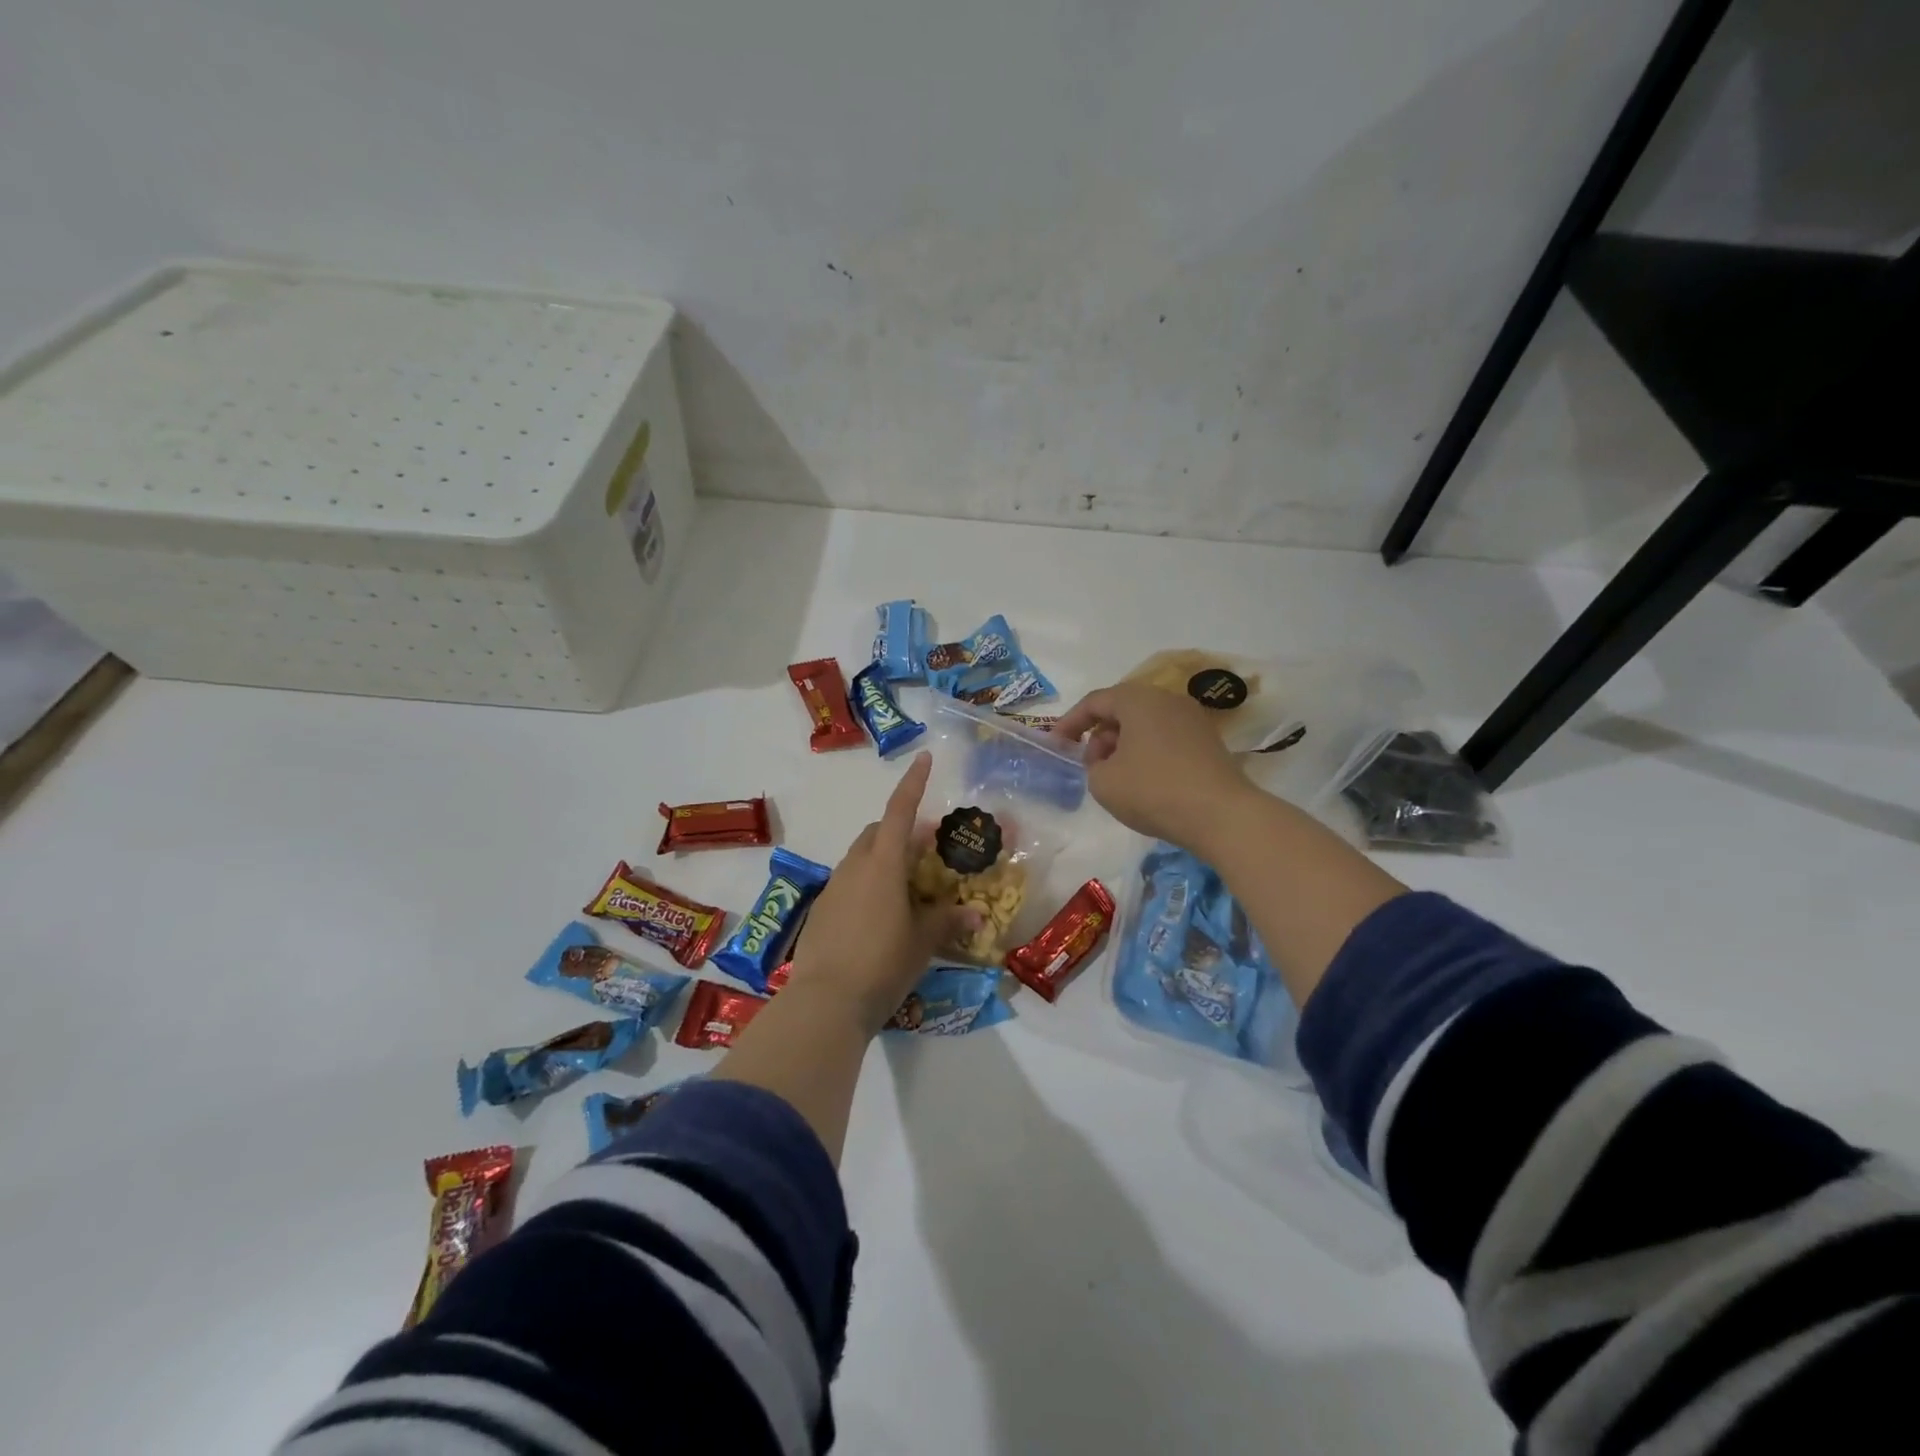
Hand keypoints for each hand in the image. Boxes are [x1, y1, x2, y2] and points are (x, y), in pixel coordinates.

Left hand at [788, 752, 975, 1033]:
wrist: (825, 1002)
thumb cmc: (882, 963)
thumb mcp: (922, 942)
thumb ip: (948, 921)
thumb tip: (977, 914)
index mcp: (883, 864)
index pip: (900, 811)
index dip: (913, 783)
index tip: (924, 758)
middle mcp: (855, 867)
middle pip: (877, 833)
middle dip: (901, 831)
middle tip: (927, 848)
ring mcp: (834, 888)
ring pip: (861, 858)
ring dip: (884, 859)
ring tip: (908, 885)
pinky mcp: (822, 911)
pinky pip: (849, 883)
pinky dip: (868, 884)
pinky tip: (881, 915)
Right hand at [1053, 682, 1255, 852]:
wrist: (1222, 815)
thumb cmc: (1153, 791)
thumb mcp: (1103, 782)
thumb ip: (1092, 766)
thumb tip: (1107, 761)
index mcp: (1137, 700)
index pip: (1094, 702)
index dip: (1069, 723)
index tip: (1056, 745)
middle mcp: (1167, 699)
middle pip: (1122, 710)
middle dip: (1099, 736)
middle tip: (1091, 766)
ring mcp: (1192, 719)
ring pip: (1145, 725)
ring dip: (1124, 746)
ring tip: (1117, 777)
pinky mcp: (1209, 741)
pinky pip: (1166, 738)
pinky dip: (1147, 753)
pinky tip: (1146, 783)